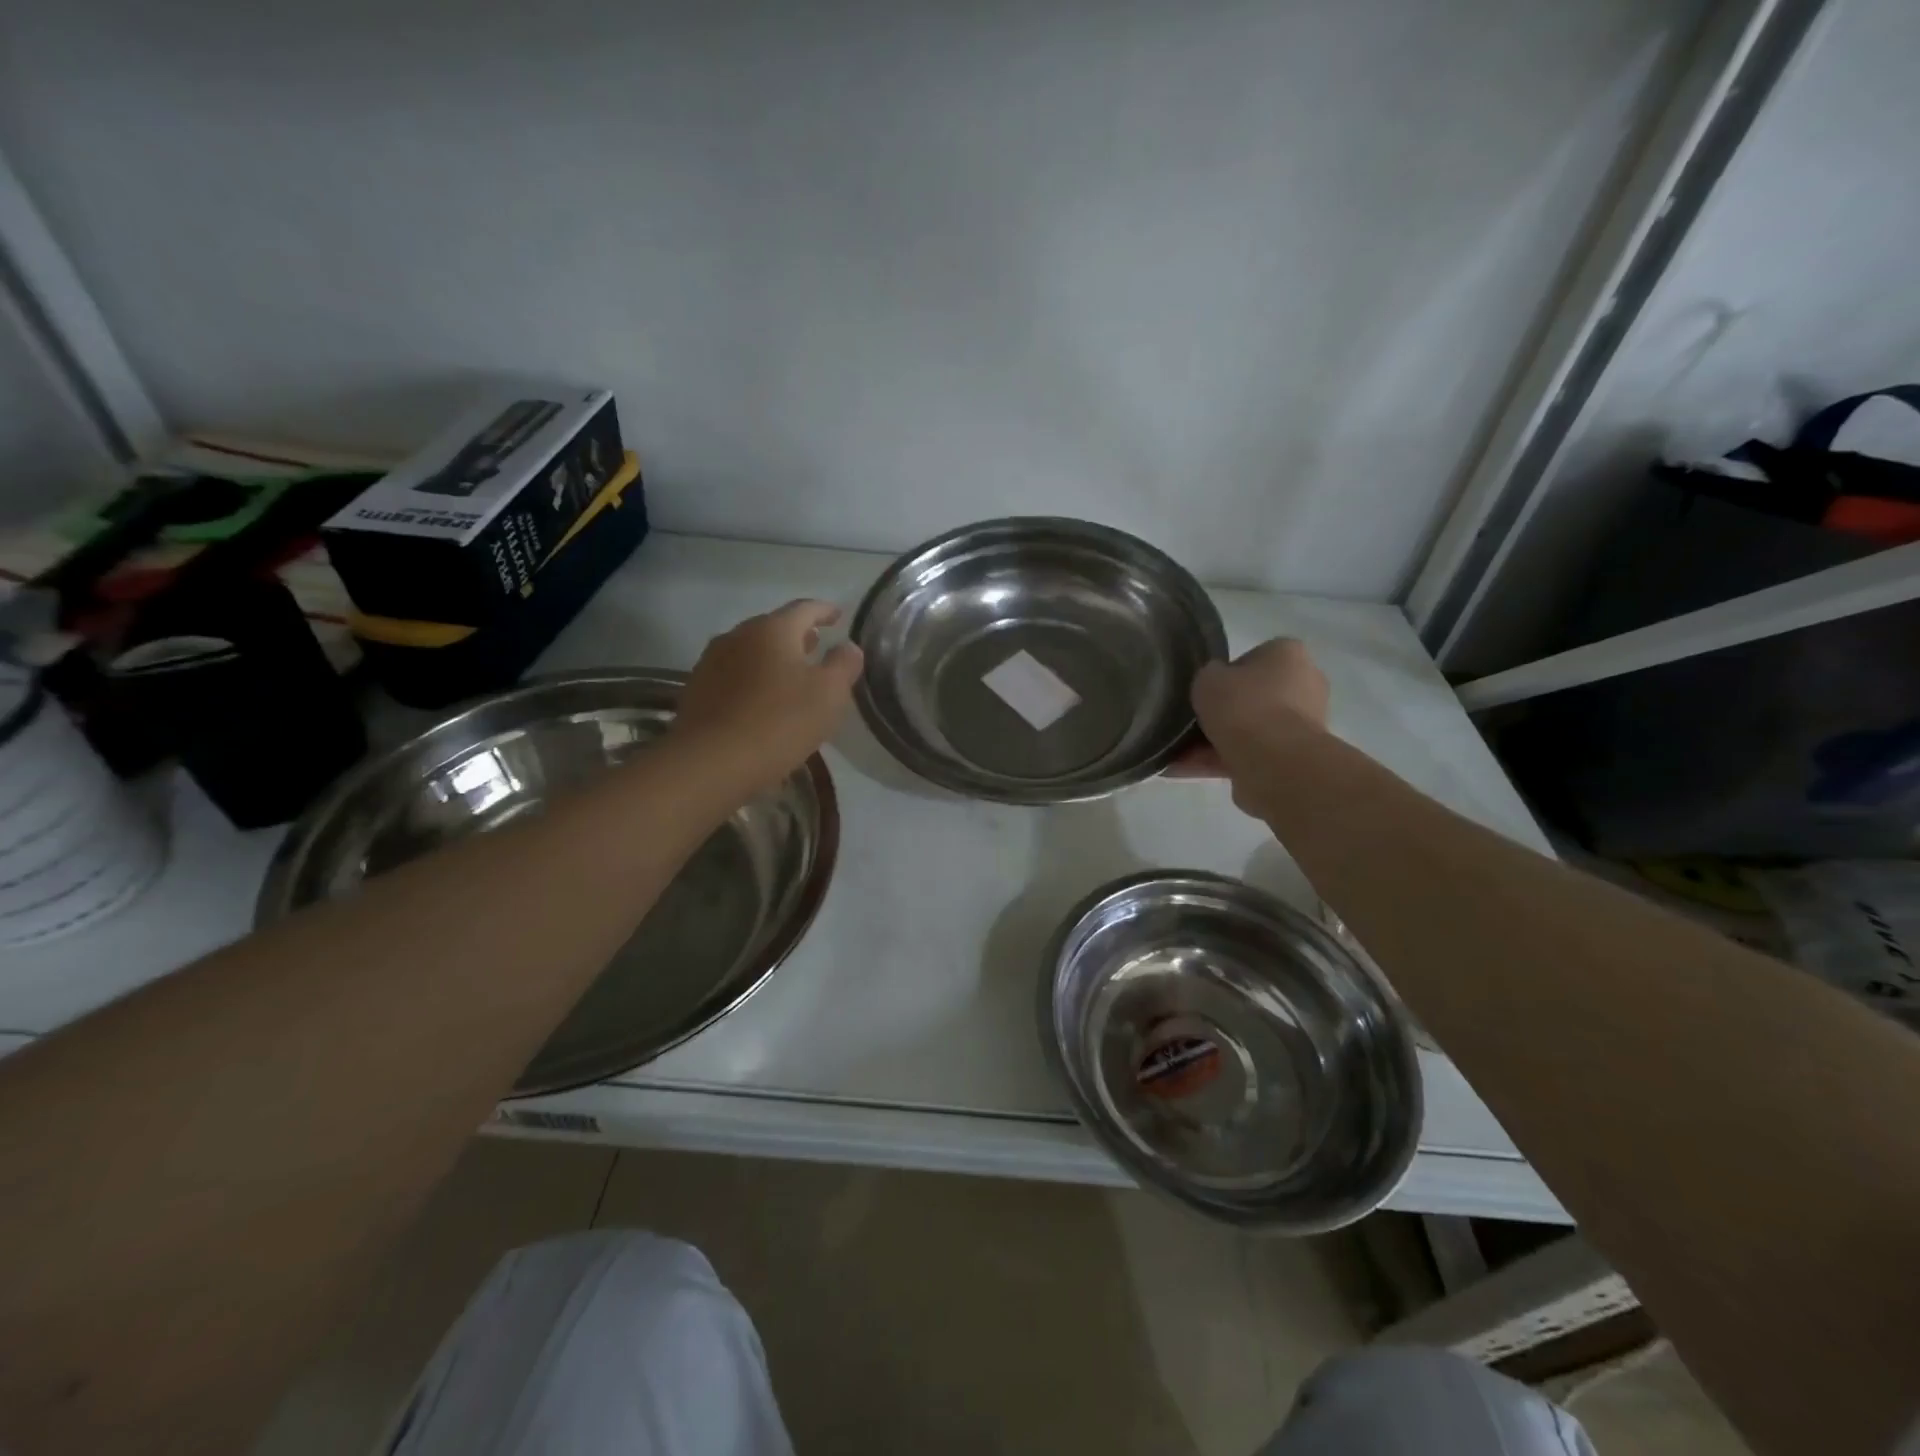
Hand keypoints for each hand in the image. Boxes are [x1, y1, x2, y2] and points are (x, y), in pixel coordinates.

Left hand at [671, 600, 863, 793]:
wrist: (711, 762)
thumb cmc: (779, 722)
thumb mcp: (829, 694)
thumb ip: (844, 664)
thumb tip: (848, 646)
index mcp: (773, 629)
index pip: (805, 608)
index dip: (825, 611)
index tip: (839, 616)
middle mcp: (738, 635)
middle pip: (773, 627)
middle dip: (797, 635)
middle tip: (816, 645)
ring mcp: (712, 662)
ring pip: (751, 651)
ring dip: (773, 658)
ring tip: (790, 674)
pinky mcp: (697, 690)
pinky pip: (734, 675)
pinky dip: (753, 678)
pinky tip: (761, 700)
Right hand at [1168, 639, 1328, 811]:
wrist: (1274, 761)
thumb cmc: (1244, 705)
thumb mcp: (1208, 678)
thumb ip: (1209, 676)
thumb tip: (1214, 684)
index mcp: (1289, 654)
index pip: (1255, 657)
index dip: (1226, 674)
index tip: (1206, 690)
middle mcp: (1305, 685)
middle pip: (1254, 696)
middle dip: (1224, 711)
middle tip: (1192, 722)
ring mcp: (1302, 724)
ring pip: (1250, 729)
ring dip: (1217, 740)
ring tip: (1179, 752)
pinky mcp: (1293, 758)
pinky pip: (1249, 754)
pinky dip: (1219, 761)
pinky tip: (1185, 768)